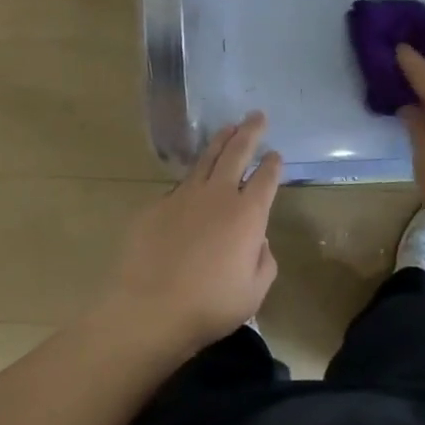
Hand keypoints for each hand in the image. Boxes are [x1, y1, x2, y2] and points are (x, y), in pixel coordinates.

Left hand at [96, 112, 280, 356]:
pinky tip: (193, 181)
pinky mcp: (156, 205)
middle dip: (250, 131)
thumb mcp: (253, 293)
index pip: (266, 178)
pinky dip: (192, 177)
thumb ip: (263, 262)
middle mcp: (218, 195)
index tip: (276, 155)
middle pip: (237, 152)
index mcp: (248, 214)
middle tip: (257, 116)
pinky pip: (180, 185)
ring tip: (228, 128)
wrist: (148, 309)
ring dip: (220, 140)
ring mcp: (184, 196)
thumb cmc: (209, 306)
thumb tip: (259, 240)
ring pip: (206, 158)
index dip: (273, 164)